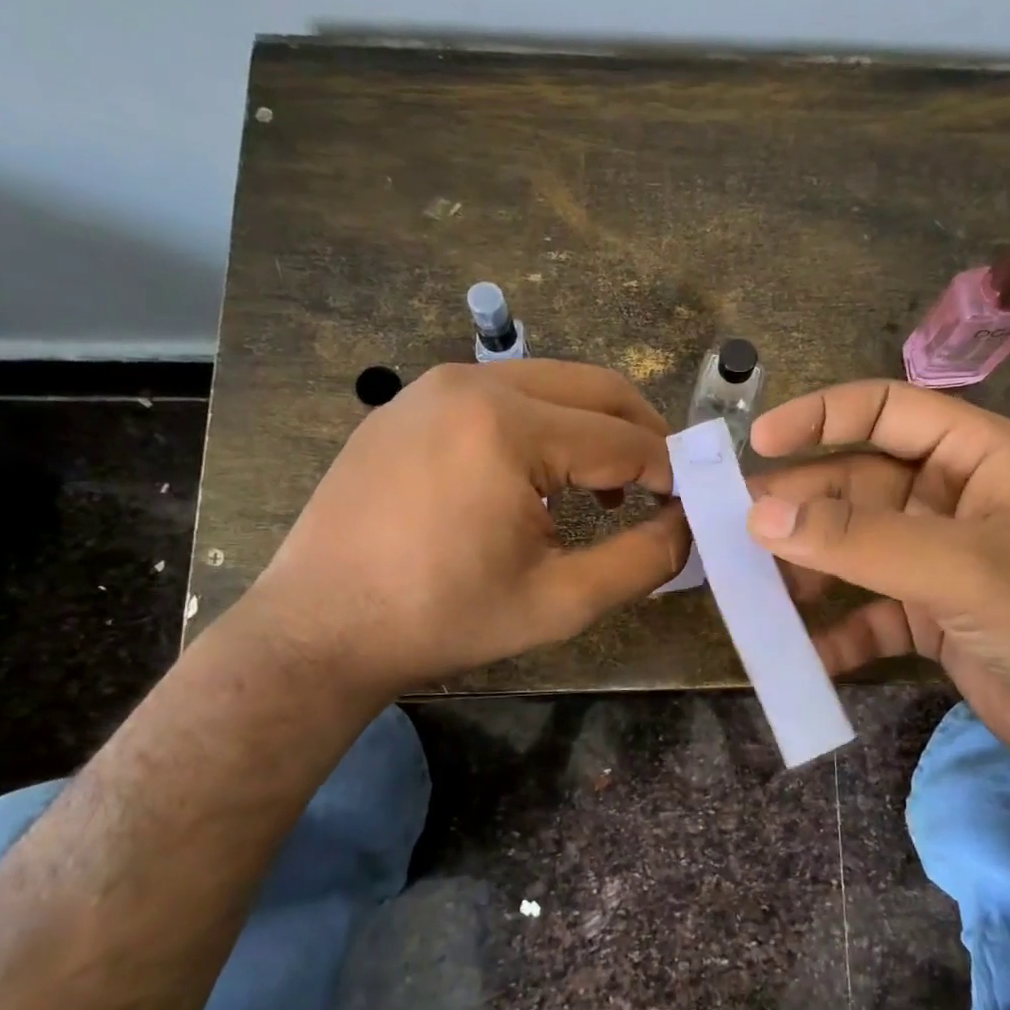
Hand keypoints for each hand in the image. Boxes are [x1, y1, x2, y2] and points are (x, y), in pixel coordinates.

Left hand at [247, 361, 687, 696]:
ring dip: (594, 427)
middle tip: (661, 486)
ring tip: (604, 487)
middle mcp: (473, 383)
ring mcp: (434, 386)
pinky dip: (543, 425)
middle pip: (595, 388)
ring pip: (551, 384)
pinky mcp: (410, 403)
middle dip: (641, 434)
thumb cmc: (443, 618)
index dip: (669, 474)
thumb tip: (689, 524)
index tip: (687, 507)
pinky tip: (538, 479)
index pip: (623, 438)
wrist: (319, 627)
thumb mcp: (559, 602)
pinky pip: (502, 394)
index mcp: (509, 427)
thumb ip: (642, 560)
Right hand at [746, 380, 1009, 785]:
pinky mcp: (929, 616)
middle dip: (801, 506)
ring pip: (853, 548)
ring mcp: (938, 560)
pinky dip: (835, 631)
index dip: (820, 417)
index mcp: (976, 456)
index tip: (758, 443)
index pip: (885, 410)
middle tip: (737, 530)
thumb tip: (758, 516)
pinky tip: (803, 652)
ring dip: (808, 567)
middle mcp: (952, 499)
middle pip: (856, 484)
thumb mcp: (960, 568)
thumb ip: (858, 541)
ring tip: (758, 590)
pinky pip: (866, 612)